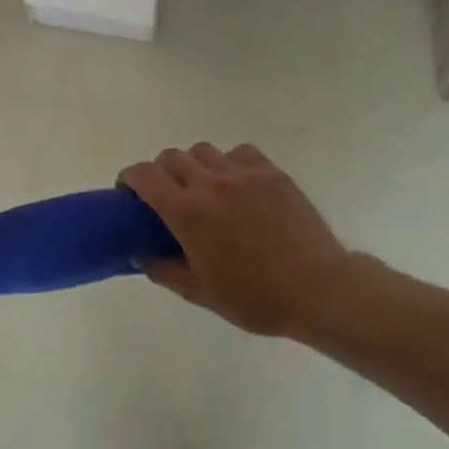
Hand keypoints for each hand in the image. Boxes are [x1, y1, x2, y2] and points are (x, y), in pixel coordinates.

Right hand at [117, 143, 356, 337]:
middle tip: (166, 196)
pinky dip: (229, 163)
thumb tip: (138, 255)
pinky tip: (237, 184)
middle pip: (170, 157)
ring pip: (203, 151)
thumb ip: (162, 270)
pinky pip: (238, 153)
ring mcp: (243, 174)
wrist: (319, 290)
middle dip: (160, 172)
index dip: (129, 178)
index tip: (129, 193)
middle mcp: (210, 183)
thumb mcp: (199, 292)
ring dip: (194, 166)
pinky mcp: (271, 173)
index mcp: (186, 211)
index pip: (143, 175)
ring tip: (203, 189)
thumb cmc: (254, 297)